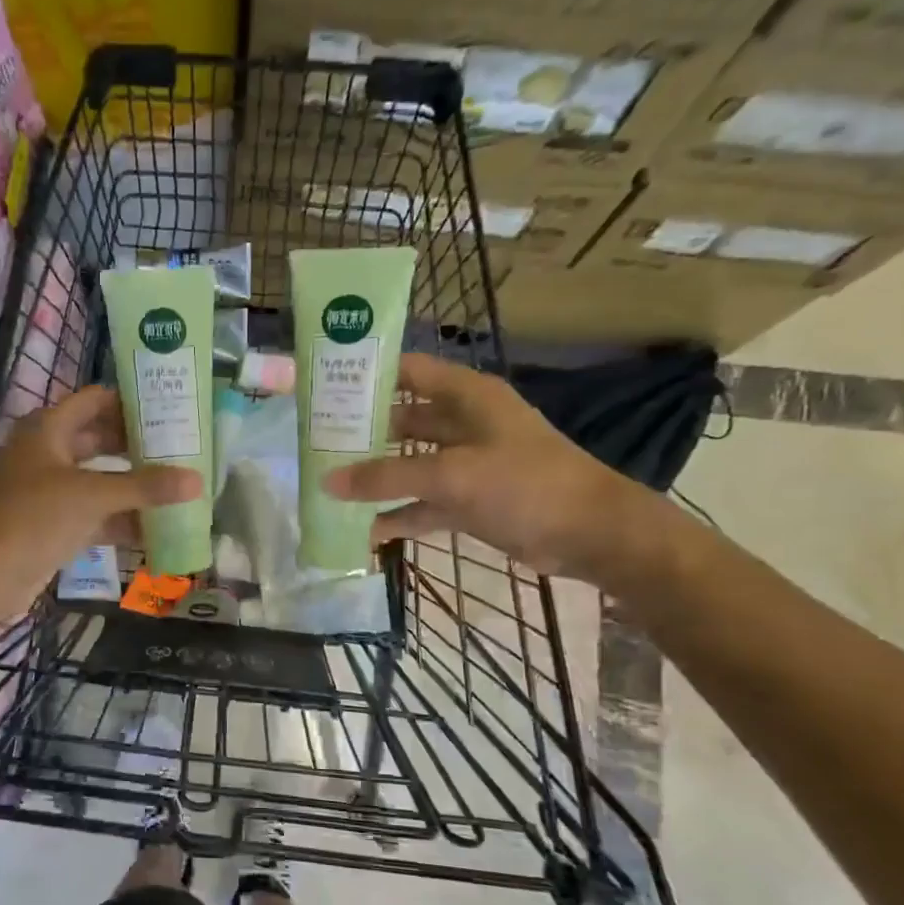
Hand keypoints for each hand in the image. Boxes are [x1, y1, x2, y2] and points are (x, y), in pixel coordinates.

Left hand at [0, 386, 201, 622]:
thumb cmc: (33, 519)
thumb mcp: (92, 496)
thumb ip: (145, 487)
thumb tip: (197, 481)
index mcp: (48, 429)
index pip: (96, 400)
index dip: (131, 401)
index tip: (172, 407)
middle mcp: (49, 453)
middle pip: (101, 440)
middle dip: (139, 446)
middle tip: (184, 449)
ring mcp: (50, 491)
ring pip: (100, 480)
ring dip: (134, 486)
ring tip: (180, 487)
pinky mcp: (54, 524)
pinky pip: (95, 514)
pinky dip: (122, 520)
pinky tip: (158, 529)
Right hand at [325, 352, 659, 583]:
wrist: (590, 534)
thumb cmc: (525, 484)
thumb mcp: (451, 475)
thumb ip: (387, 476)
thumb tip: (327, 482)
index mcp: (466, 396)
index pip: (407, 371)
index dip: (367, 374)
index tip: (323, 386)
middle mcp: (463, 423)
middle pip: (402, 419)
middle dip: (361, 433)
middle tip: (313, 443)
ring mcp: (466, 463)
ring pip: (409, 464)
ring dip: (376, 477)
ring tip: (328, 486)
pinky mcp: (469, 499)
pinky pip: (422, 503)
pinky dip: (398, 515)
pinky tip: (363, 530)